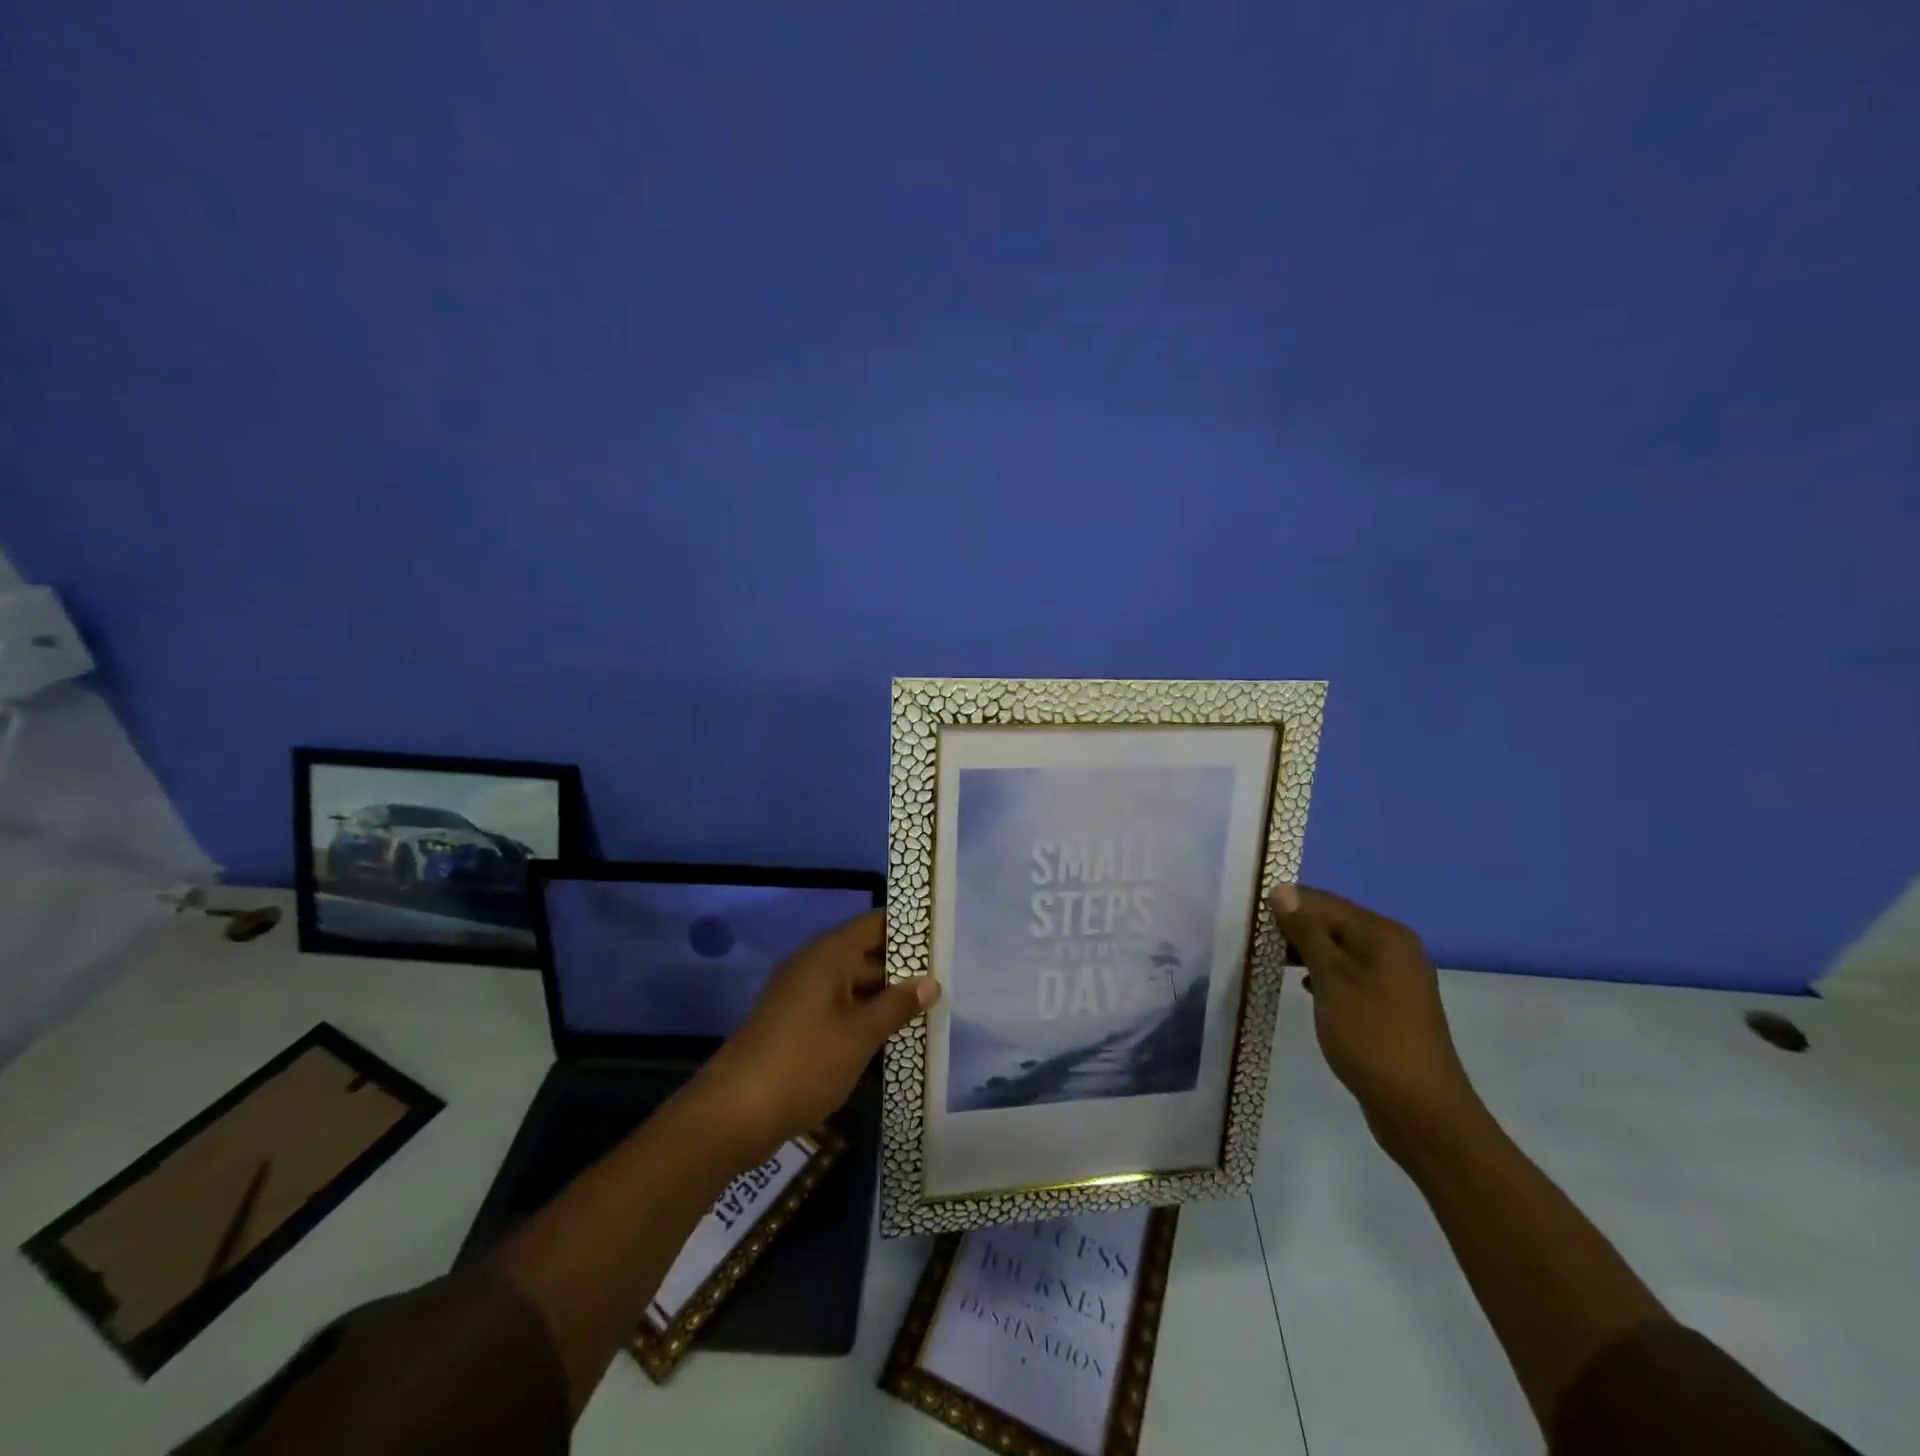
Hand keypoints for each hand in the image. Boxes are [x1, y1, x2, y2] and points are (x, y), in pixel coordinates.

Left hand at [695, 910, 938, 1154]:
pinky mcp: (794, 1024)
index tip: (944, 935)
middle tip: (948, 979)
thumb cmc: (804, 1063)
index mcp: (829, 954)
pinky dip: (864, 1017)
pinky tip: (893, 1037)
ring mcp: (801, 995)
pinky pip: (838, 1008)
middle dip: (904, 968)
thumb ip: (897, 1005)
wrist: (732, 1114)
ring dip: (886, 997)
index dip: (909, 927)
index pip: (876, 923)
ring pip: (853, 985)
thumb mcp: (860, 1036)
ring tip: (931, 1010)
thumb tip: (931, 982)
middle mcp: (814, 965)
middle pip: (866, 953)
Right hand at [1269, 885, 1478, 1158]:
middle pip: (1332, 922)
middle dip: (1293, 927)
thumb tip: (1282, 890)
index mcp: (1383, 934)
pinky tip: (1301, 987)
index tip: (1247, 917)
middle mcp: (1393, 947)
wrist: (1421, 1111)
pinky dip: (1321, 974)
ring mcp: (1393, 977)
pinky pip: (1347, 974)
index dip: (1285, 904)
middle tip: (1252, 941)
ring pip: (1338, 949)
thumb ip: (1306, 932)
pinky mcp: (1387, 1004)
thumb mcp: (1332, 979)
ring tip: (1268, 960)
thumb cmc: (1372, 1037)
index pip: (1324, 901)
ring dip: (1304, 951)